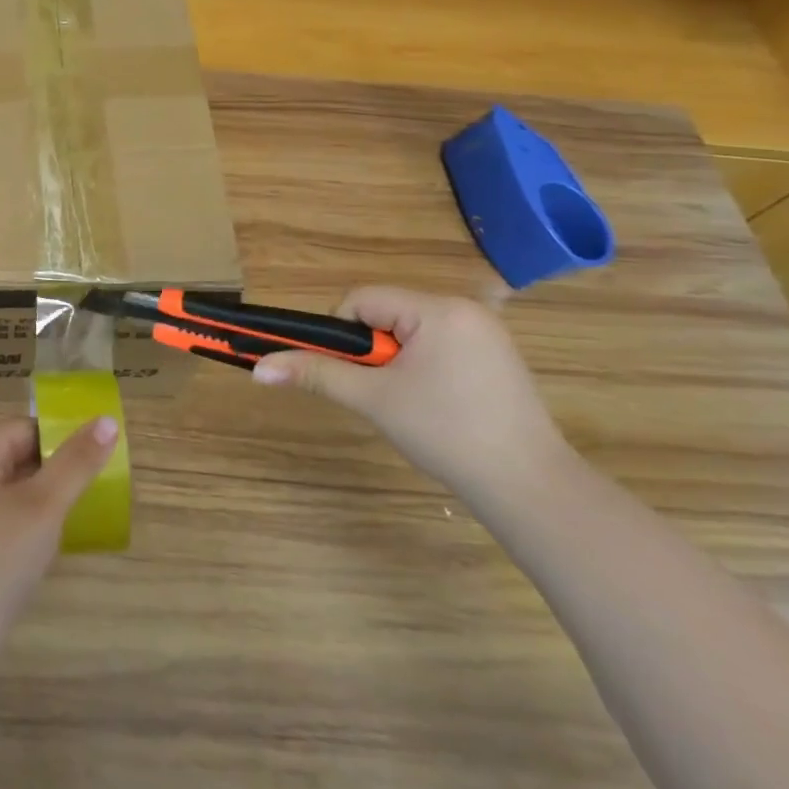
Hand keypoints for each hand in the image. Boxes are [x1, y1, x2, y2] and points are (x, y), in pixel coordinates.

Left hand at [0, 417, 118, 654]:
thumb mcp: (43, 508)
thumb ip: (76, 463)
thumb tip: (106, 421)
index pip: (27, 427)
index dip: (63, 443)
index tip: (95, 470)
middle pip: (16, 453)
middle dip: (53, 474)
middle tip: (87, 501)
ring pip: (8, 486)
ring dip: (39, 501)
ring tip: (70, 526)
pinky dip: (21, 523)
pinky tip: (39, 551)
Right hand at [253, 286, 570, 496]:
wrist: (529, 487)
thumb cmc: (446, 433)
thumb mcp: (373, 399)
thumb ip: (316, 374)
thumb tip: (259, 367)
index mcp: (437, 308)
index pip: (362, 300)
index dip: (344, 336)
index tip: (353, 375)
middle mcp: (464, 309)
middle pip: (386, 314)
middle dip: (373, 352)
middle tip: (383, 394)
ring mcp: (486, 333)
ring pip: (411, 332)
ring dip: (396, 362)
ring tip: (410, 404)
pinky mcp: (498, 357)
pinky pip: (439, 346)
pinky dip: (424, 369)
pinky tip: (436, 406)